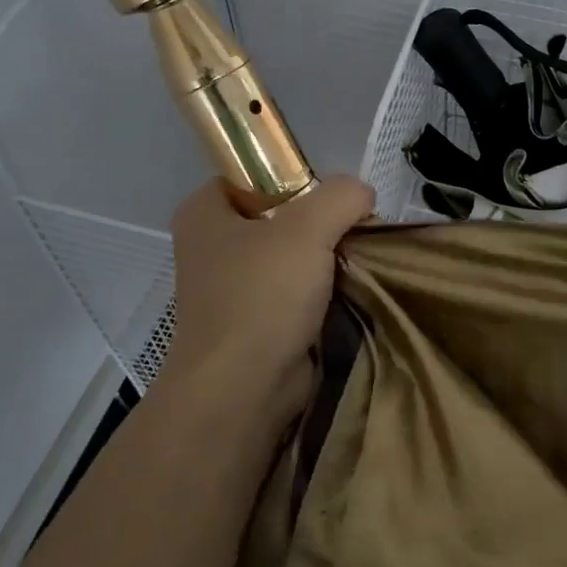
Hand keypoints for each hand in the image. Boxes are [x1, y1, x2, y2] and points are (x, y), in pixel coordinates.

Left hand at [164, 176, 374, 423]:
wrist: (242, 392)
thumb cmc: (261, 297)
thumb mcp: (308, 228)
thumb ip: (341, 196)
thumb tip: (362, 194)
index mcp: (204, 213)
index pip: (256, 174)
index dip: (297, 177)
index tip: (334, 198)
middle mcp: (212, 246)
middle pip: (280, 215)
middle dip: (320, 223)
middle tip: (356, 229)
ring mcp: (231, 288)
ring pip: (292, 256)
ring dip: (326, 260)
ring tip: (358, 261)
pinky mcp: (254, 322)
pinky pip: (296, 293)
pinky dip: (322, 293)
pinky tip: (348, 292)